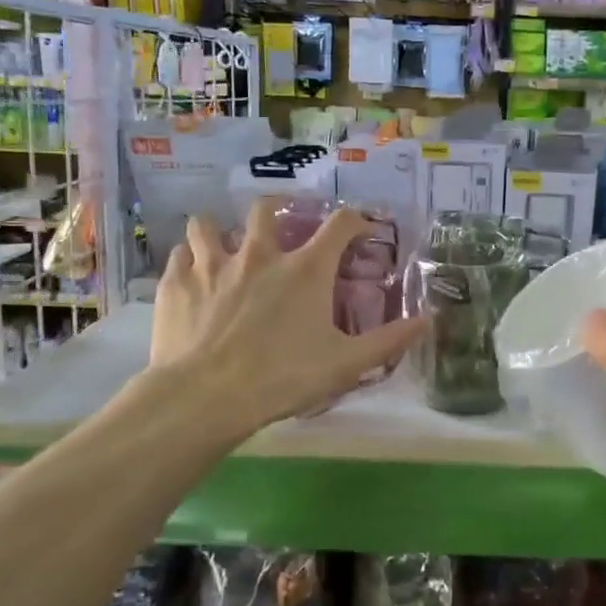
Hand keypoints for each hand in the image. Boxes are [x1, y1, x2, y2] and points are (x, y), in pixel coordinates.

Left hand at [149, 200, 426, 429]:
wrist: (206, 397)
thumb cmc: (283, 378)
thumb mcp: (346, 364)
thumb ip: (389, 340)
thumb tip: (428, 320)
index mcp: (306, 269)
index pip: (340, 224)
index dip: (355, 220)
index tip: (361, 229)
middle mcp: (259, 254)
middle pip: (266, 208)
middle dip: (278, 209)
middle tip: (282, 227)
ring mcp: (213, 264)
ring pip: (209, 224)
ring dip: (220, 230)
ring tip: (226, 247)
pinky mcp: (178, 283)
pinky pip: (181, 254)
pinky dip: (190, 259)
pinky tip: (194, 275)